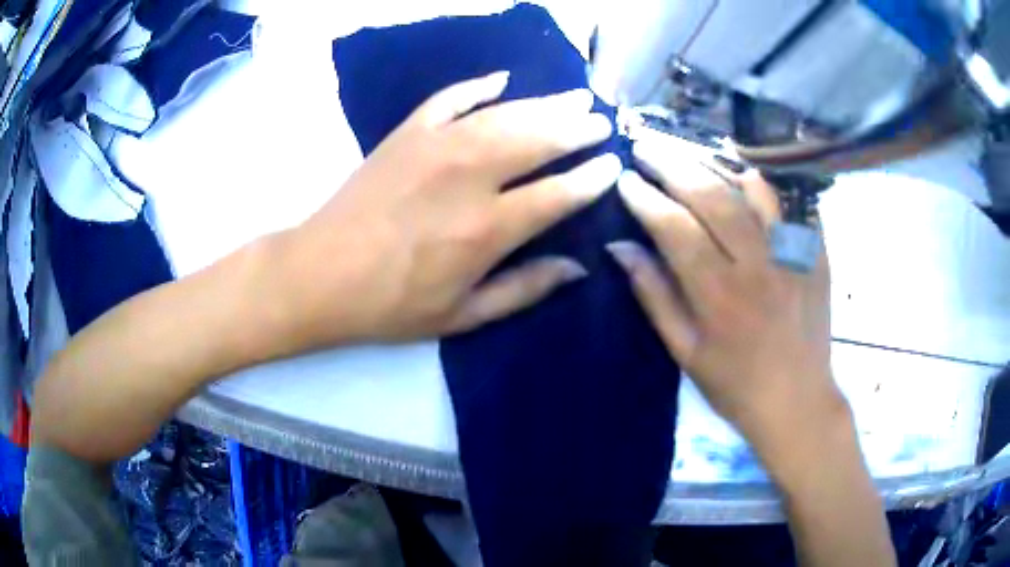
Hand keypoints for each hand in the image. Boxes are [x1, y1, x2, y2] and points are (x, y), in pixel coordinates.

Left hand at [271, 72, 619, 346]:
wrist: (320, 274)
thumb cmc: (391, 305)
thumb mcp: (462, 316)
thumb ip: (524, 289)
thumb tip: (577, 267)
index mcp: (487, 229)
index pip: (558, 193)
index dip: (592, 178)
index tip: (613, 165)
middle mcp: (469, 177)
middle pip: (539, 140)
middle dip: (578, 128)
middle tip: (601, 120)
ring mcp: (435, 146)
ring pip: (505, 113)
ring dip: (545, 103)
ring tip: (575, 95)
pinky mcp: (406, 133)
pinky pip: (450, 99)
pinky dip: (477, 86)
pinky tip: (501, 79)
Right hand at [608, 137, 846, 464]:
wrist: (797, 400)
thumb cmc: (734, 384)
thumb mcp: (685, 351)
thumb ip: (654, 296)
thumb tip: (620, 248)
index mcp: (719, 294)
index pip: (675, 228)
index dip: (645, 198)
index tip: (625, 179)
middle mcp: (757, 264)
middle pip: (711, 196)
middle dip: (672, 164)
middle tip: (645, 145)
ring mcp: (791, 254)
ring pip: (751, 190)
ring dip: (714, 164)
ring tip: (687, 153)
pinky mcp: (814, 253)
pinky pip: (786, 204)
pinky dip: (761, 185)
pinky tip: (742, 177)